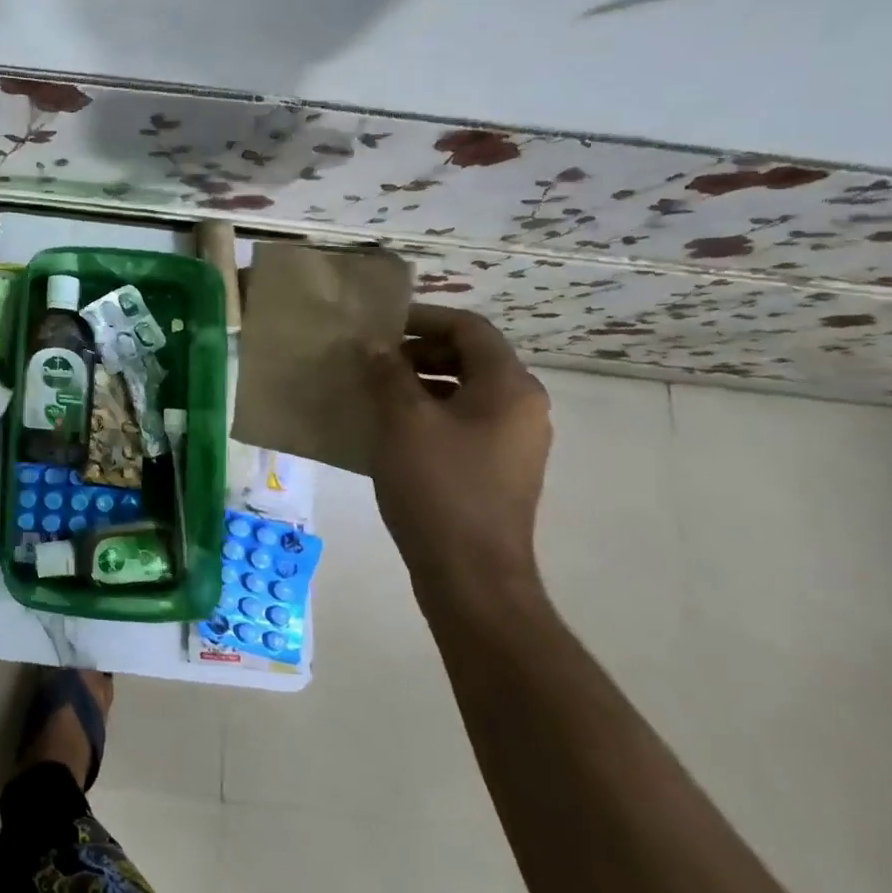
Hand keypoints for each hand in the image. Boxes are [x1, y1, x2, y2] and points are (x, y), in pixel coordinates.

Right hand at [364, 304, 551, 604]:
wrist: (471, 574)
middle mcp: (521, 408)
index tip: (378, 326)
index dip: (423, 318)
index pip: (469, 329)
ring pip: (463, 390)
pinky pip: (461, 421)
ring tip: (372, 391)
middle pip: (469, 357)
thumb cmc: (438, 486)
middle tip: (370, 359)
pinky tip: (388, 428)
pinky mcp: (496, 468)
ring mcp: (512, 441)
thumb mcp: (403, 420)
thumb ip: (387, 373)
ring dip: (418, 381)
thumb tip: (373, 344)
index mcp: (509, 388)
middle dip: (417, 351)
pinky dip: (427, 411)